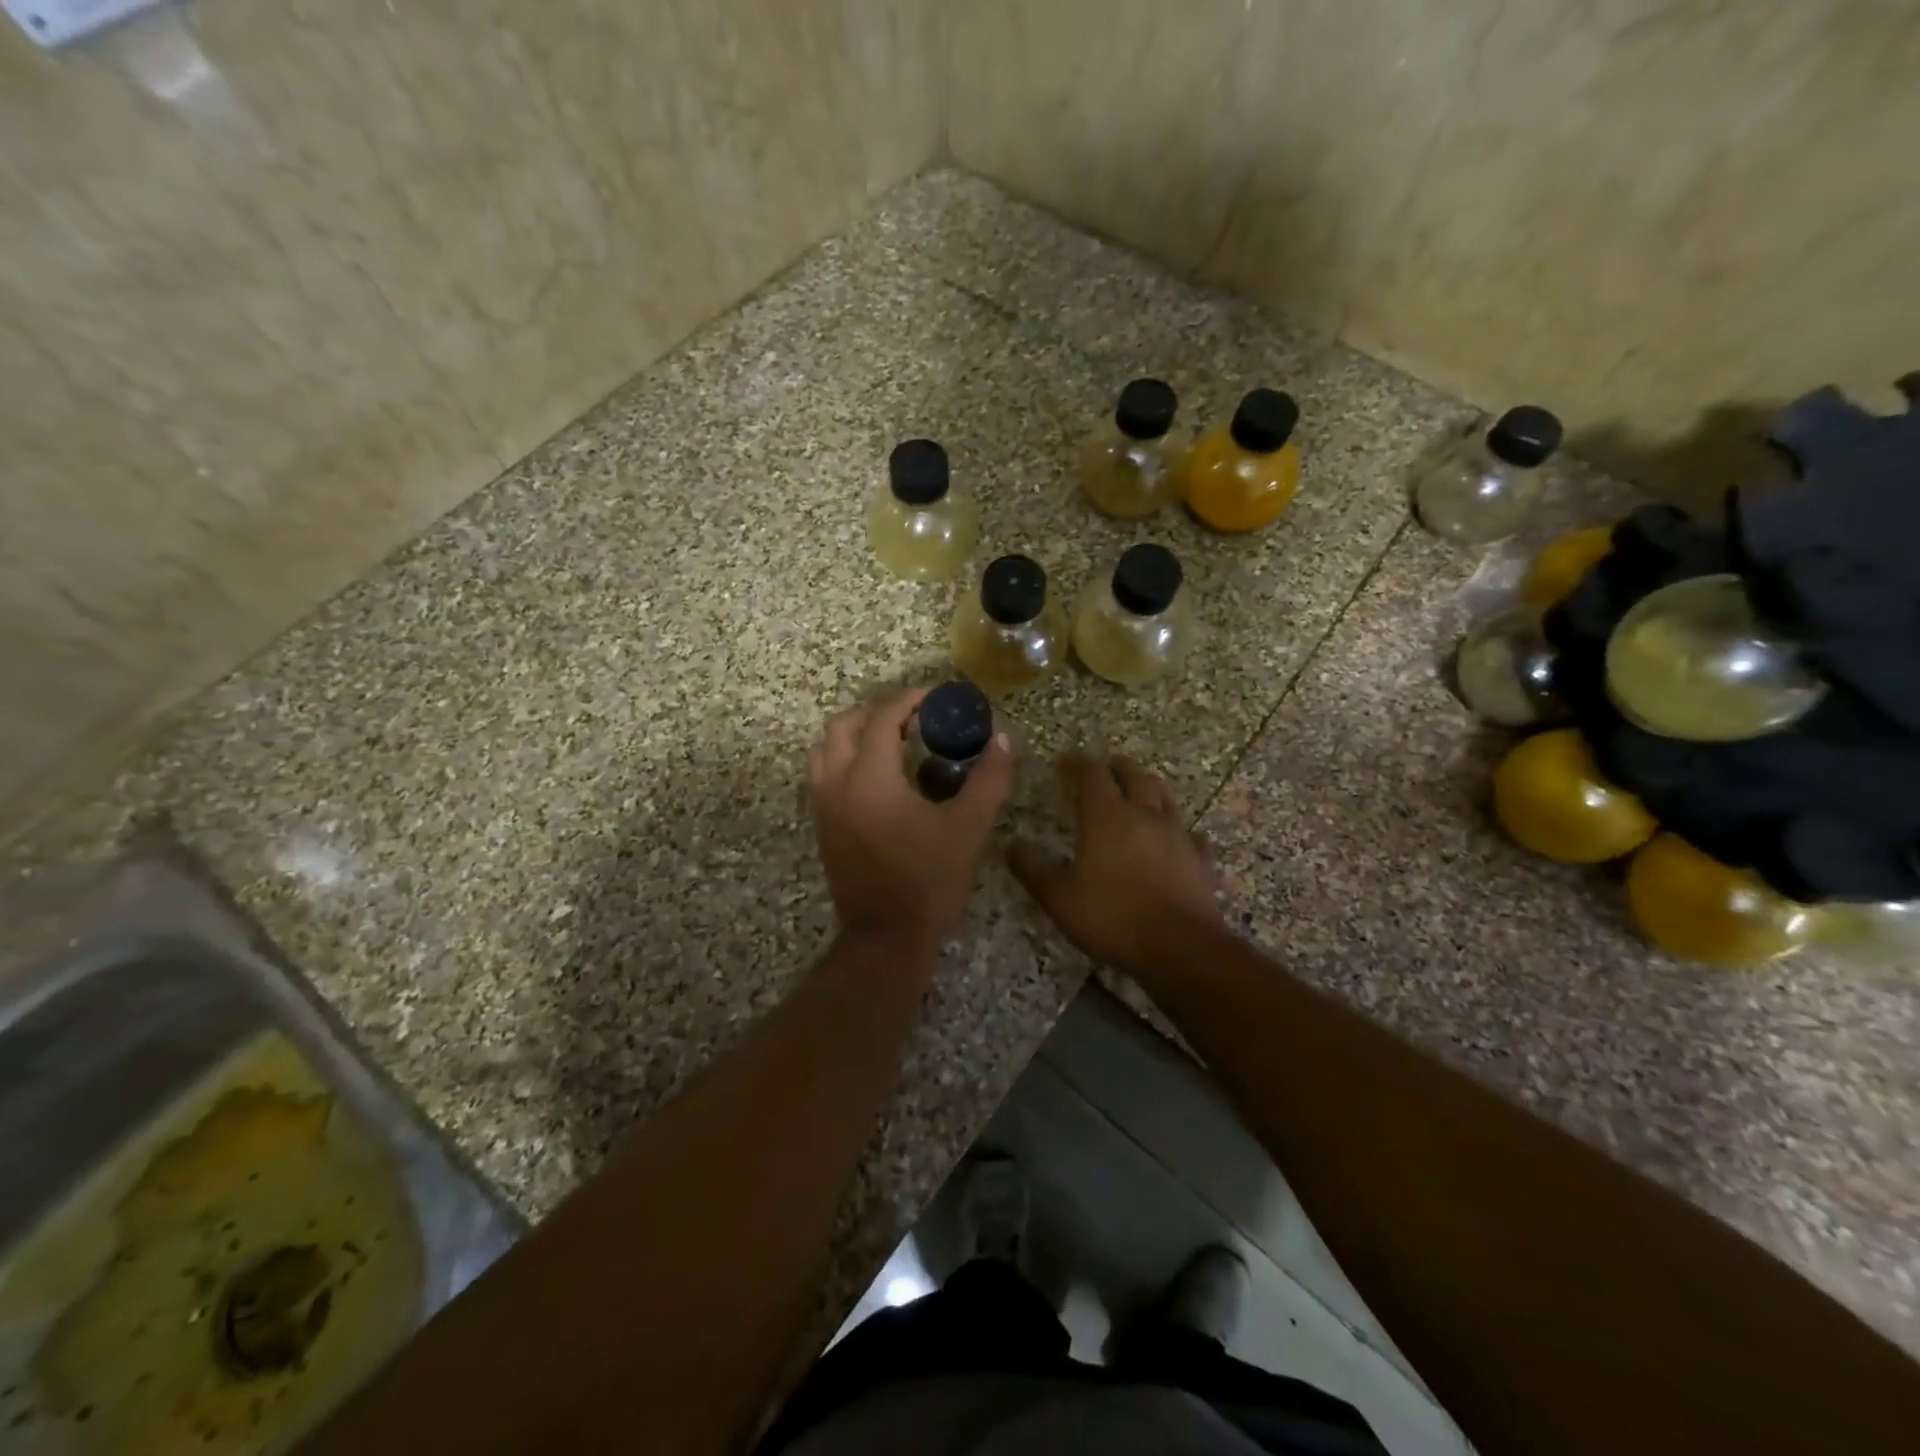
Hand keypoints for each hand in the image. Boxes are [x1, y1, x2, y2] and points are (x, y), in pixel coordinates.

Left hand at [809, 689, 1013, 950]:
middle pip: (844, 725)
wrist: (886, 938)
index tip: (936, 698)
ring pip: (826, 748)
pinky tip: (879, 776)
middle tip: (913, 718)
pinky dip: (846, 758)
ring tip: (893, 742)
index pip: (882, 718)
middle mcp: (837, 784)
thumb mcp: (969, 829)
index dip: (910, 700)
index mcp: (870, 779)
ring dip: (856, 733)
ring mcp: (823, 806)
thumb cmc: (929, 882)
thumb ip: (989, 779)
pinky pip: (824, 773)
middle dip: (878, 712)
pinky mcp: (821, 825)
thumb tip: (1003, 740)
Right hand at [1009, 753, 1220, 978]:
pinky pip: (1192, 836)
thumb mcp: (1059, 898)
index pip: (1092, 774)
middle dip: (1118, 768)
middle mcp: (1144, 815)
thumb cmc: (1112, 917)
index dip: (1078, 763)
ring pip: (1165, 798)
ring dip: (1150, 789)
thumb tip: (1011, 845)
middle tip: (1108, 766)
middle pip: (1134, 777)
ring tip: (1141, 791)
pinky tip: (1179, 839)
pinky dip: (1181, 831)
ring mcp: (1178, 836)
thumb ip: (1033, 869)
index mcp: (1107, 817)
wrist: (1179, 948)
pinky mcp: (1200, 860)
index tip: (1067, 760)